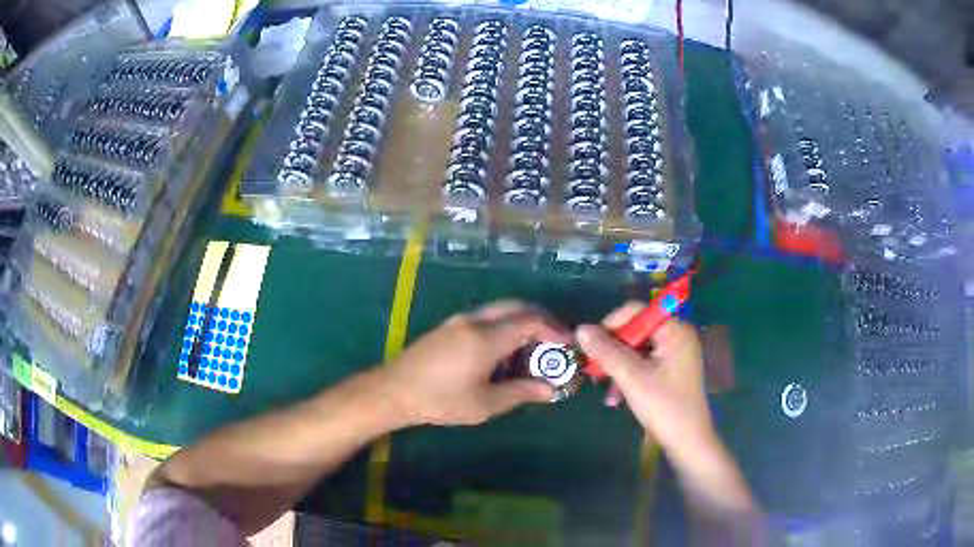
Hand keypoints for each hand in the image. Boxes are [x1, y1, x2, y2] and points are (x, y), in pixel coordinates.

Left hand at [382, 301, 567, 425]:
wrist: (394, 390)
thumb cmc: (441, 400)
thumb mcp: (485, 403)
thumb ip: (521, 392)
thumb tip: (550, 390)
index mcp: (486, 338)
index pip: (530, 321)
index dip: (554, 329)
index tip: (566, 345)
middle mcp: (475, 320)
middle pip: (517, 307)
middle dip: (541, 321)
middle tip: (553, 343)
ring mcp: (460, 320)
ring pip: (501, 310)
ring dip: (521, 324)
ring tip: (530, 353)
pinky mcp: (450, 326)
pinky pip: (486, 317)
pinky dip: (503, 327)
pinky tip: (502, 355)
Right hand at [576, 304, 714, 452]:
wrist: (687, 442)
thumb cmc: (663, 405)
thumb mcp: (630, 377)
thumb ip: (605, 351)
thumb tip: (580, 329)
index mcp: (674, 330)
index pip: (636, 311)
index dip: (611, 324)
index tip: (591, 345)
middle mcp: (676, 336)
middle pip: (635, 331)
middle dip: (612, 351)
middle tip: (594, 370)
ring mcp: (674, 355)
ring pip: (636, 350)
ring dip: (617, 368)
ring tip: (603, 389)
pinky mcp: (670, 373)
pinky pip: (643, 364)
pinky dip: (628, 377)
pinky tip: (615, 398)